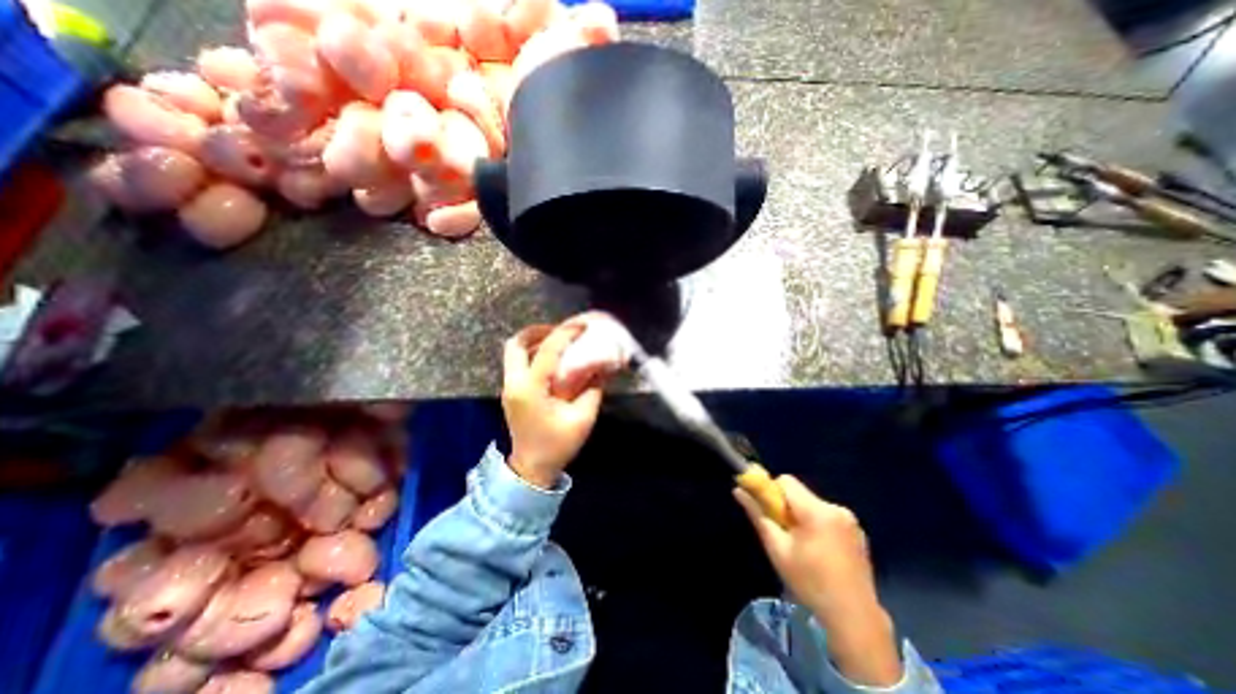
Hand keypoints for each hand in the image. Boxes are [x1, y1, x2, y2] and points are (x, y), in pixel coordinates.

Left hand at [498, 319, 601, 486]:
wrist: (531, 469)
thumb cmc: (558, 445)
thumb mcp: (582, 418)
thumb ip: (594, 388)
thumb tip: (604, 365)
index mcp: (531, 389)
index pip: (547, 351)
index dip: (566, 333)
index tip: (582, 325)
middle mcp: (514, 383)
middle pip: (516, 343)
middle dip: (539, 331)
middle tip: (561, 331)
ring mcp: (509, 388)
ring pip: (514, 351)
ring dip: (535, 341)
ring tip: (558, 341)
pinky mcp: (511, 392)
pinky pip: (517, 362)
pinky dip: (533, 353)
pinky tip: (552, 359)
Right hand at [731, 476, 899, 684]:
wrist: (854, 619)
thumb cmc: (809, 582)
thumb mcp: (777, 548)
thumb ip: (757, 515)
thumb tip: (738, 490)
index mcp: (816, 511)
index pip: (786, 481)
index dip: (773, 493)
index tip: (771, 514)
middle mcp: (836, 508)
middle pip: (800, 493)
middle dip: (788, 507)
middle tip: (785, 534)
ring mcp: (850, 520)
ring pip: (813, 504)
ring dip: (803, 516)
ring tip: (804, 547)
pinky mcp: (859, 531)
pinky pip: (828, 516)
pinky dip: (818, 525)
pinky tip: (821, 551)